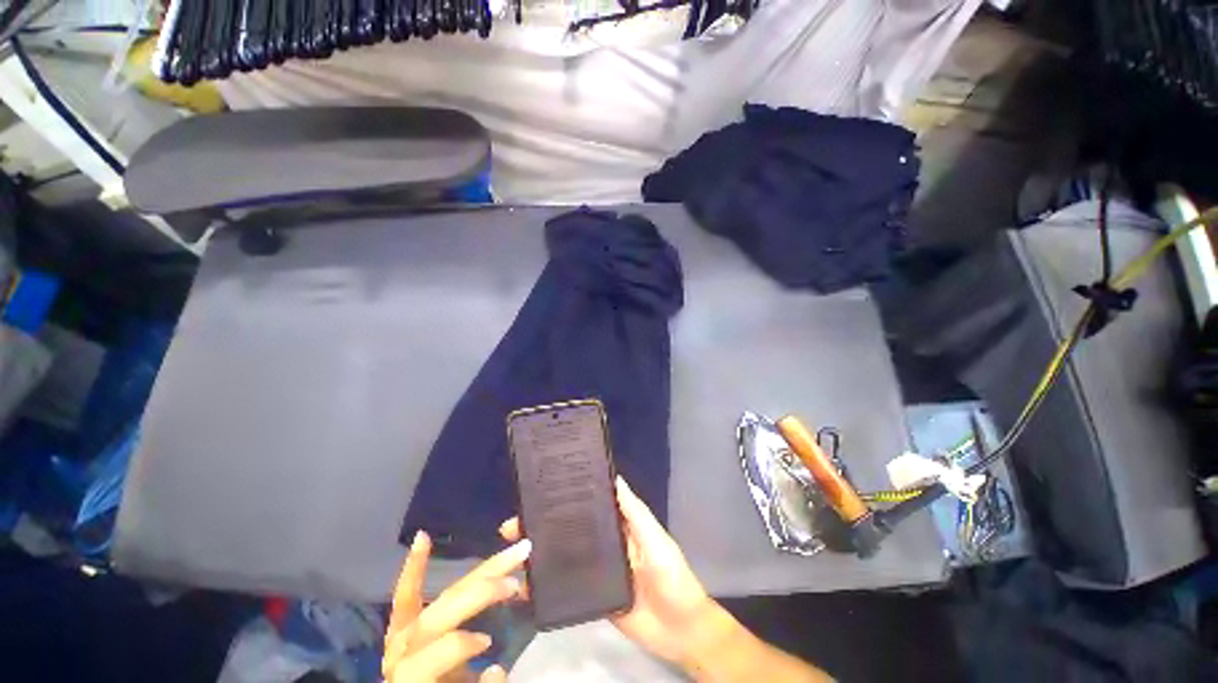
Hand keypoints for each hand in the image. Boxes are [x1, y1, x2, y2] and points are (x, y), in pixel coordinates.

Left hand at [383, 531, 531, 682]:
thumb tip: (496, 668)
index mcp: (414, 675)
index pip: (438, 650)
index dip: (462, 643)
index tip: (490, 644)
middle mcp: (404, 649)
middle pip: (442, 612)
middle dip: (482, 592)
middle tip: (518, 580)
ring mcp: (401, 634)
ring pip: (440, 596)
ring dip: (479, 572)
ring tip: (511, 552)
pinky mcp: (401, 625)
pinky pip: (406, 594)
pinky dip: (415, 566)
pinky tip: (423, 537)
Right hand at [499, 477, 716, 663]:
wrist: (681, 630)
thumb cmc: (671, 575)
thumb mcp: (654, 538)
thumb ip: (634, 512)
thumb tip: (615, 477)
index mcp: (619, 525)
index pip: (588, 506)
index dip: (566, 499)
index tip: (538, 493)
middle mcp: (605, 544)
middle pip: (570, 530)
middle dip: (543, 526)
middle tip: (512, 526)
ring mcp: (597, 572)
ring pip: (565, 556)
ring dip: (540, 553)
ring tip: (512, 553)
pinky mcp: (593, 597)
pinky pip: (567, 588)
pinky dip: (547, 585)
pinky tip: (525, 585)